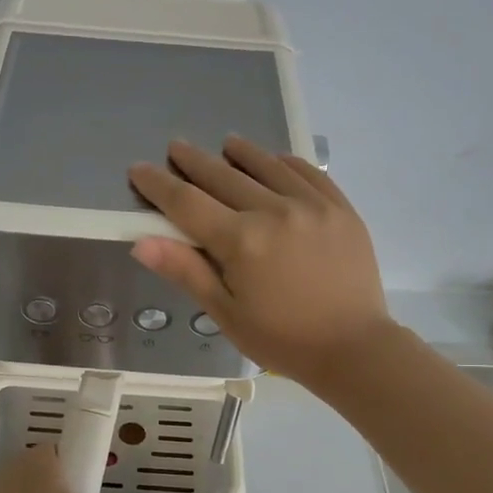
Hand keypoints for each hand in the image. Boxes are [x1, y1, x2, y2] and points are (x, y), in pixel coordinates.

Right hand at [128, 136, 391, 384]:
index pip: (187, 203)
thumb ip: (186, 272)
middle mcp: (274, 211)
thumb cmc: (282, 339)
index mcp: (241, 241)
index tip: (139, 170)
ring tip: (226, 143)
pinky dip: (285, 163)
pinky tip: (276, 160)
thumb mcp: (226, 313)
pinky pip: (308, 173)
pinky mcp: (341, 209)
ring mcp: (312, 205)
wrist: (354, 348)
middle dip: (194, 161)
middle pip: (223, 177)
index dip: (159, 185)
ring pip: (267, 166)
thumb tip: (142, 242)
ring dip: (241, 153)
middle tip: (176, 146)